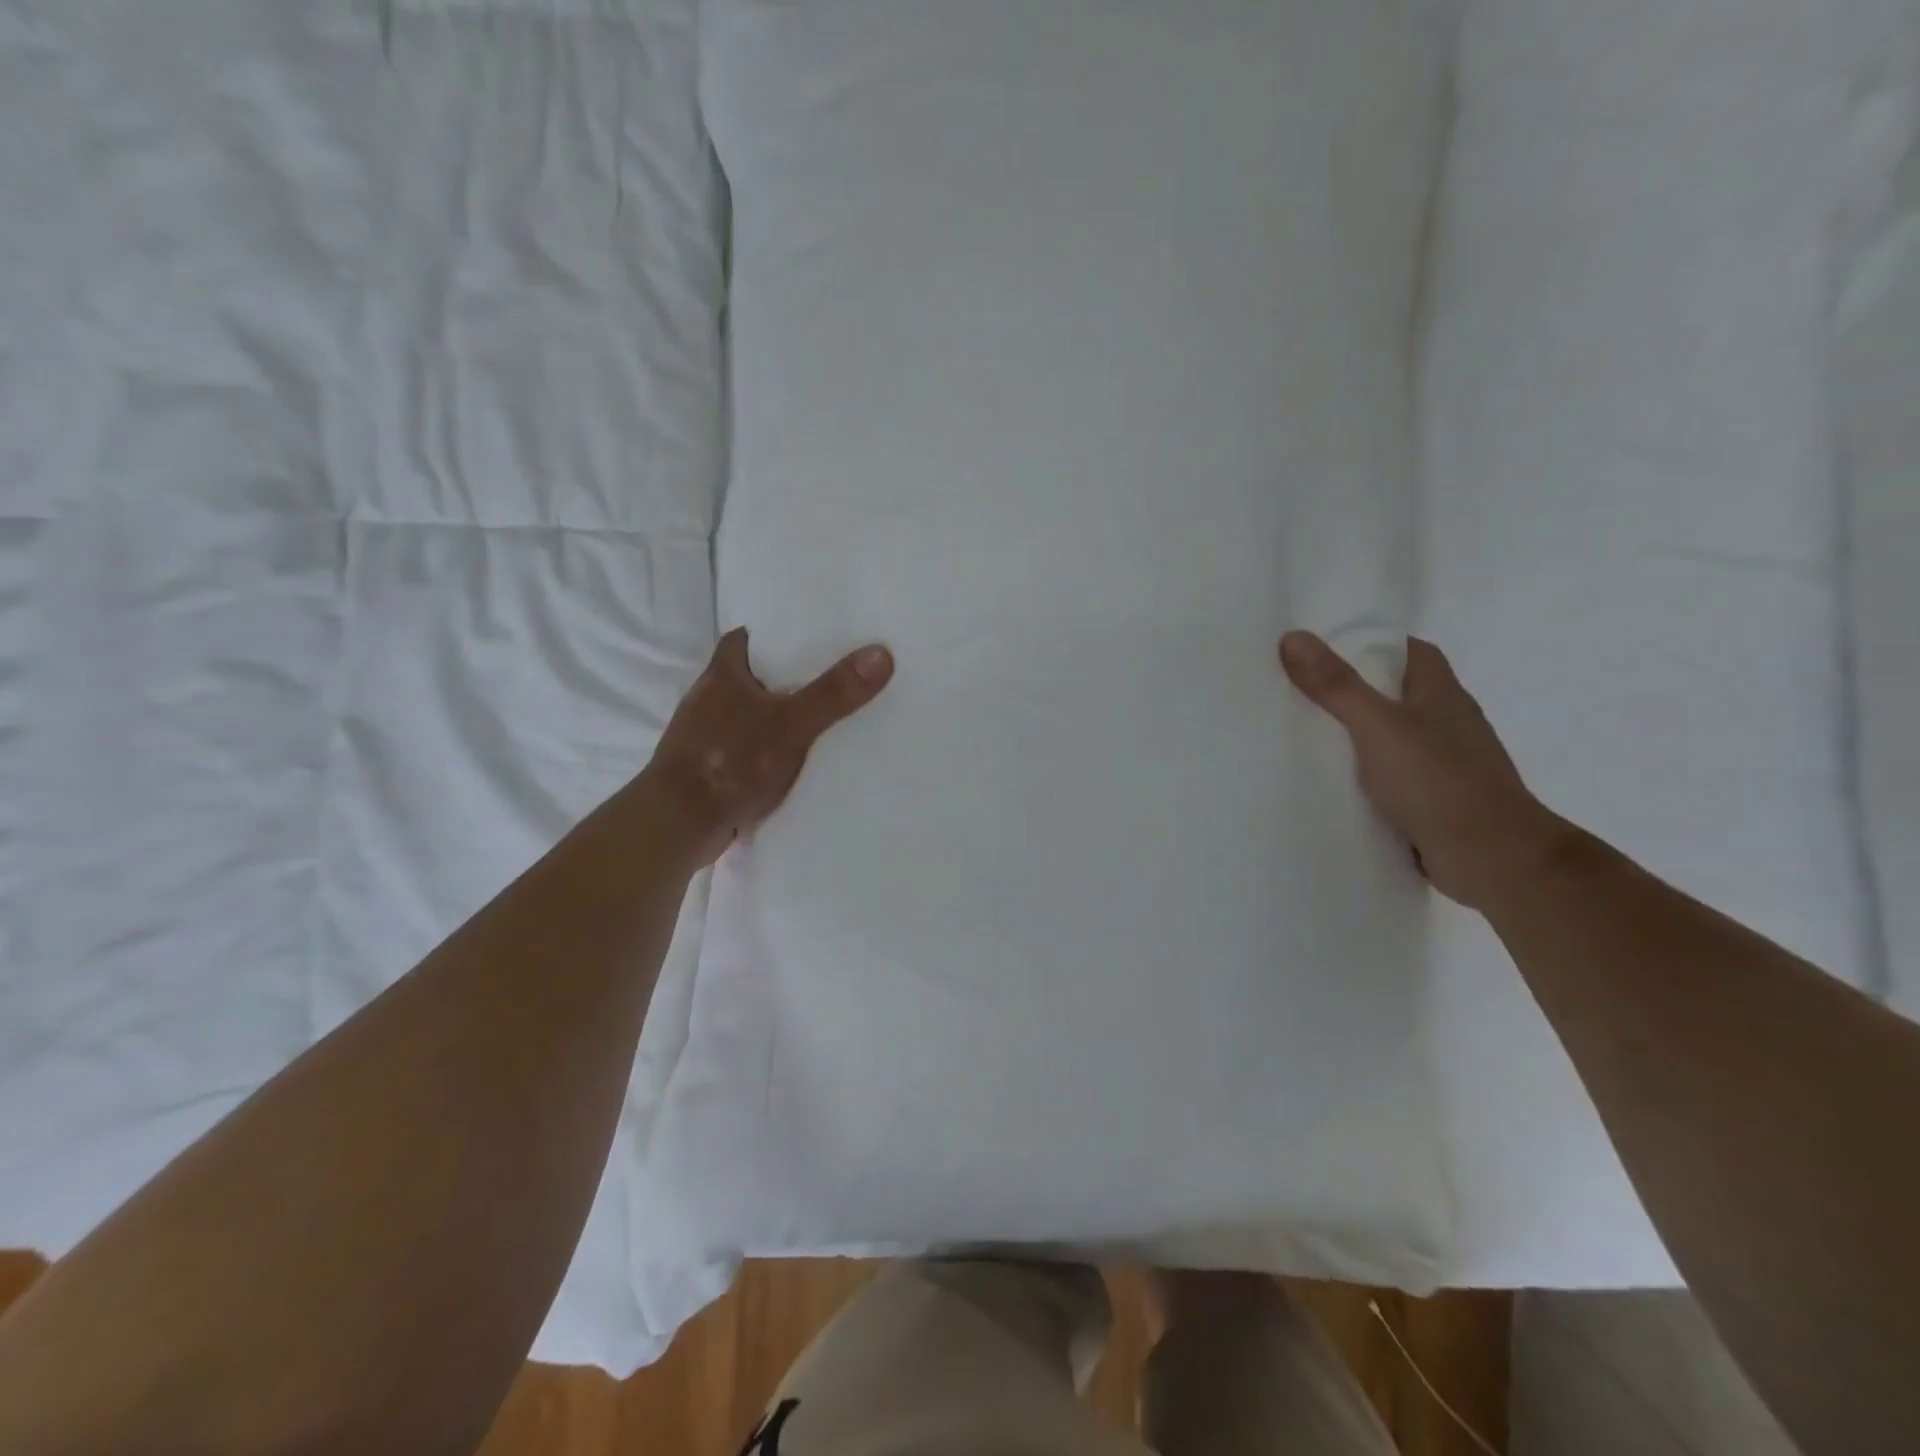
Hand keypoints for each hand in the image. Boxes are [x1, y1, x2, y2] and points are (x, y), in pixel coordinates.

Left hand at [644, 627, 893, 866]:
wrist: (680, 823)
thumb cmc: (730, 761)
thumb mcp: (791, 724)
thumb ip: (833, 693)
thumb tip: (881, 653)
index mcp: (721, 675)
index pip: (745, 638)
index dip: (773, 633)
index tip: (806, 635)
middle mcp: (707, 698)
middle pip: (748, 674)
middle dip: (780, 675)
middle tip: (824, 675)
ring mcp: (703, 734)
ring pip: (745, 712)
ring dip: (771, 713)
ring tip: (815, 714)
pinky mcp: (707, 767)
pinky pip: (743, 746)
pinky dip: (763, 747)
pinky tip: (789, 758)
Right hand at [1280, 631, 1573, 911]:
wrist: (1494, 860)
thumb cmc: (1439, 782)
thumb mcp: (1378, 727)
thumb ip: (1337, 686)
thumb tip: (1293, 636)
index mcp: (1442, 694)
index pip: (1411, 651)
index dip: (1373, 643)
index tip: (1325, 647)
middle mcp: (1448, 724)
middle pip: (1398, 693)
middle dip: (1355, 690)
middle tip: (1301, 690)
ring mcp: (1445, 765)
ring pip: (1394, 737)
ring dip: (1359, 736)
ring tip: (1306, 735)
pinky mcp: (1435, 801)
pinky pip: (1393, 777)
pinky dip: (1367, 776)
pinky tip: (1335, 784)